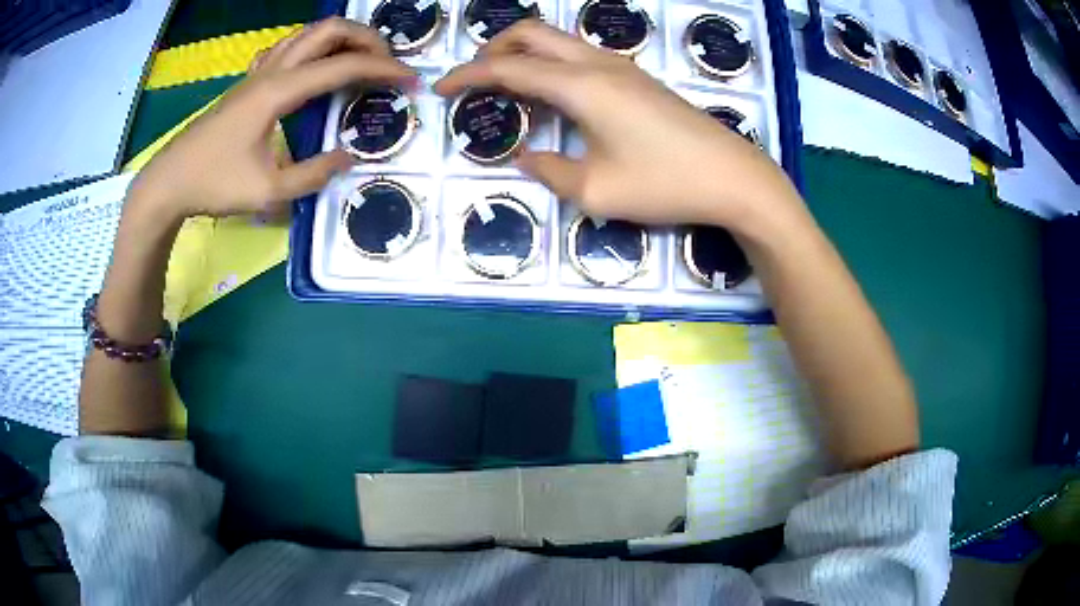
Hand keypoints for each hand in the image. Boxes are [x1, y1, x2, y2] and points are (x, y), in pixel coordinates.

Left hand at [128, 18, 416, 220]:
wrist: (168, 183)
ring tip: (360, 59)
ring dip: (340, 38)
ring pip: (307, 34)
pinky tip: (312, 67)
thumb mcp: (267, 192)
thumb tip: (348, 159)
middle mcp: (271, 71)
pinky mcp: (247, 82)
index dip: (382, 70)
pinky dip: (311, 48)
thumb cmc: (213, 185)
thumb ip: (312, 175)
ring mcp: (256, 73)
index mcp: (278, 92)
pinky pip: (286, 49)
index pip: (342, 67)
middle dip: (366, 39)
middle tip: (387, 62)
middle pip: (328, 30)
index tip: (410, 81)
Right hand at [435, 21, 800, 229]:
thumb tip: (530, 157)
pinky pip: (580, 55)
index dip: (468, 75)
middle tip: (475, 80)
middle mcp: (598, 64)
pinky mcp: (637, 78)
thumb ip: (551, 171)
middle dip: (494, 48)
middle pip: (532, 32)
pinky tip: (553, 93)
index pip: (508, 68)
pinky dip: (552, 63)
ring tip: (508, 86)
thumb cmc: (667, 184)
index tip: (440, 88)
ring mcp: (622, 67)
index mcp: (581, 86)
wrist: (733, 178)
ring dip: (525, 53)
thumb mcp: (597, 191)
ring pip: (559, 39)